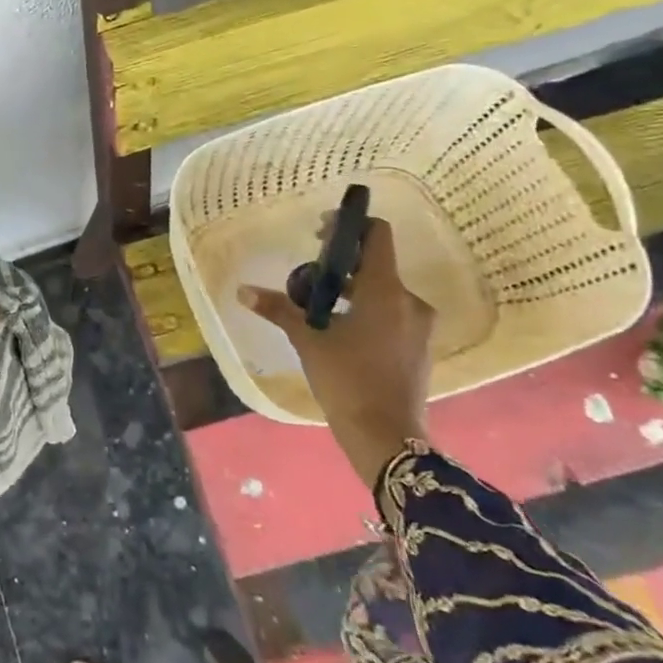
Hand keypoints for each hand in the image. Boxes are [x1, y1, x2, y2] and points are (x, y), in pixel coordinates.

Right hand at [237, 217, 433, 488]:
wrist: (386, 436)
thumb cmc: (347, 379)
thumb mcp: (308, 340)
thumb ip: (279, 309)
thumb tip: (243, 291)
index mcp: (386, 291)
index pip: (376, 236)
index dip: (349, 226)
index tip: (320, 234)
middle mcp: (409, 301)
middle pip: (375, 264)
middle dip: (341, 265)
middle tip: (307, 276)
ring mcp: (419, 326)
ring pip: (382, 291)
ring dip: (351, 290)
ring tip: (318, 306)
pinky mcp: (418, 347)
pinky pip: (391, 313)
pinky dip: (365, 311)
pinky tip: (340, 330)